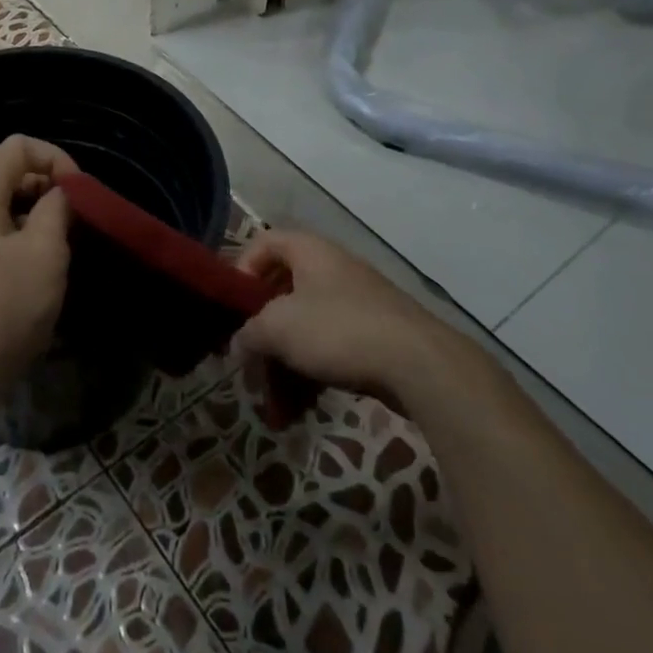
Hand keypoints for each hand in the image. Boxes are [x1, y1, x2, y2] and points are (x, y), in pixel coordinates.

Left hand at [0, 135, 79, 410]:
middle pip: (11, 175)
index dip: (56, 158)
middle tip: (80, 221)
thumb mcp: (43, 251)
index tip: (81, 193)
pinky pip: (1, 240)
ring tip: (69, 247)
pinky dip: (27, 243)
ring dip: (42, 219)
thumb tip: (63, 193)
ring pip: (8, 210)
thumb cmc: (3, 306)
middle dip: (51, 189)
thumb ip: (57, 209)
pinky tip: (45, 273)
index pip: (19, 147)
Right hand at [233, 230, 445, 408]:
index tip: (234, 307)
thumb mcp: (278, 328)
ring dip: (284, 365)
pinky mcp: (373, 336)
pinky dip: (311, 374)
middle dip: (262, 334)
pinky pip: (329, 349)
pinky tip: (301, 410)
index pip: (264, 243)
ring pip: (305, 328)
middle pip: (282, 293)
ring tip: (275, 405)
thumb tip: (238, 345)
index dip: (242, 269)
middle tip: (248, 366)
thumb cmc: (338, 329)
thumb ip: (248, 333)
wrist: (418, 363)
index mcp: (309, 252)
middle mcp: (332, 269)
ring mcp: (356, 303)